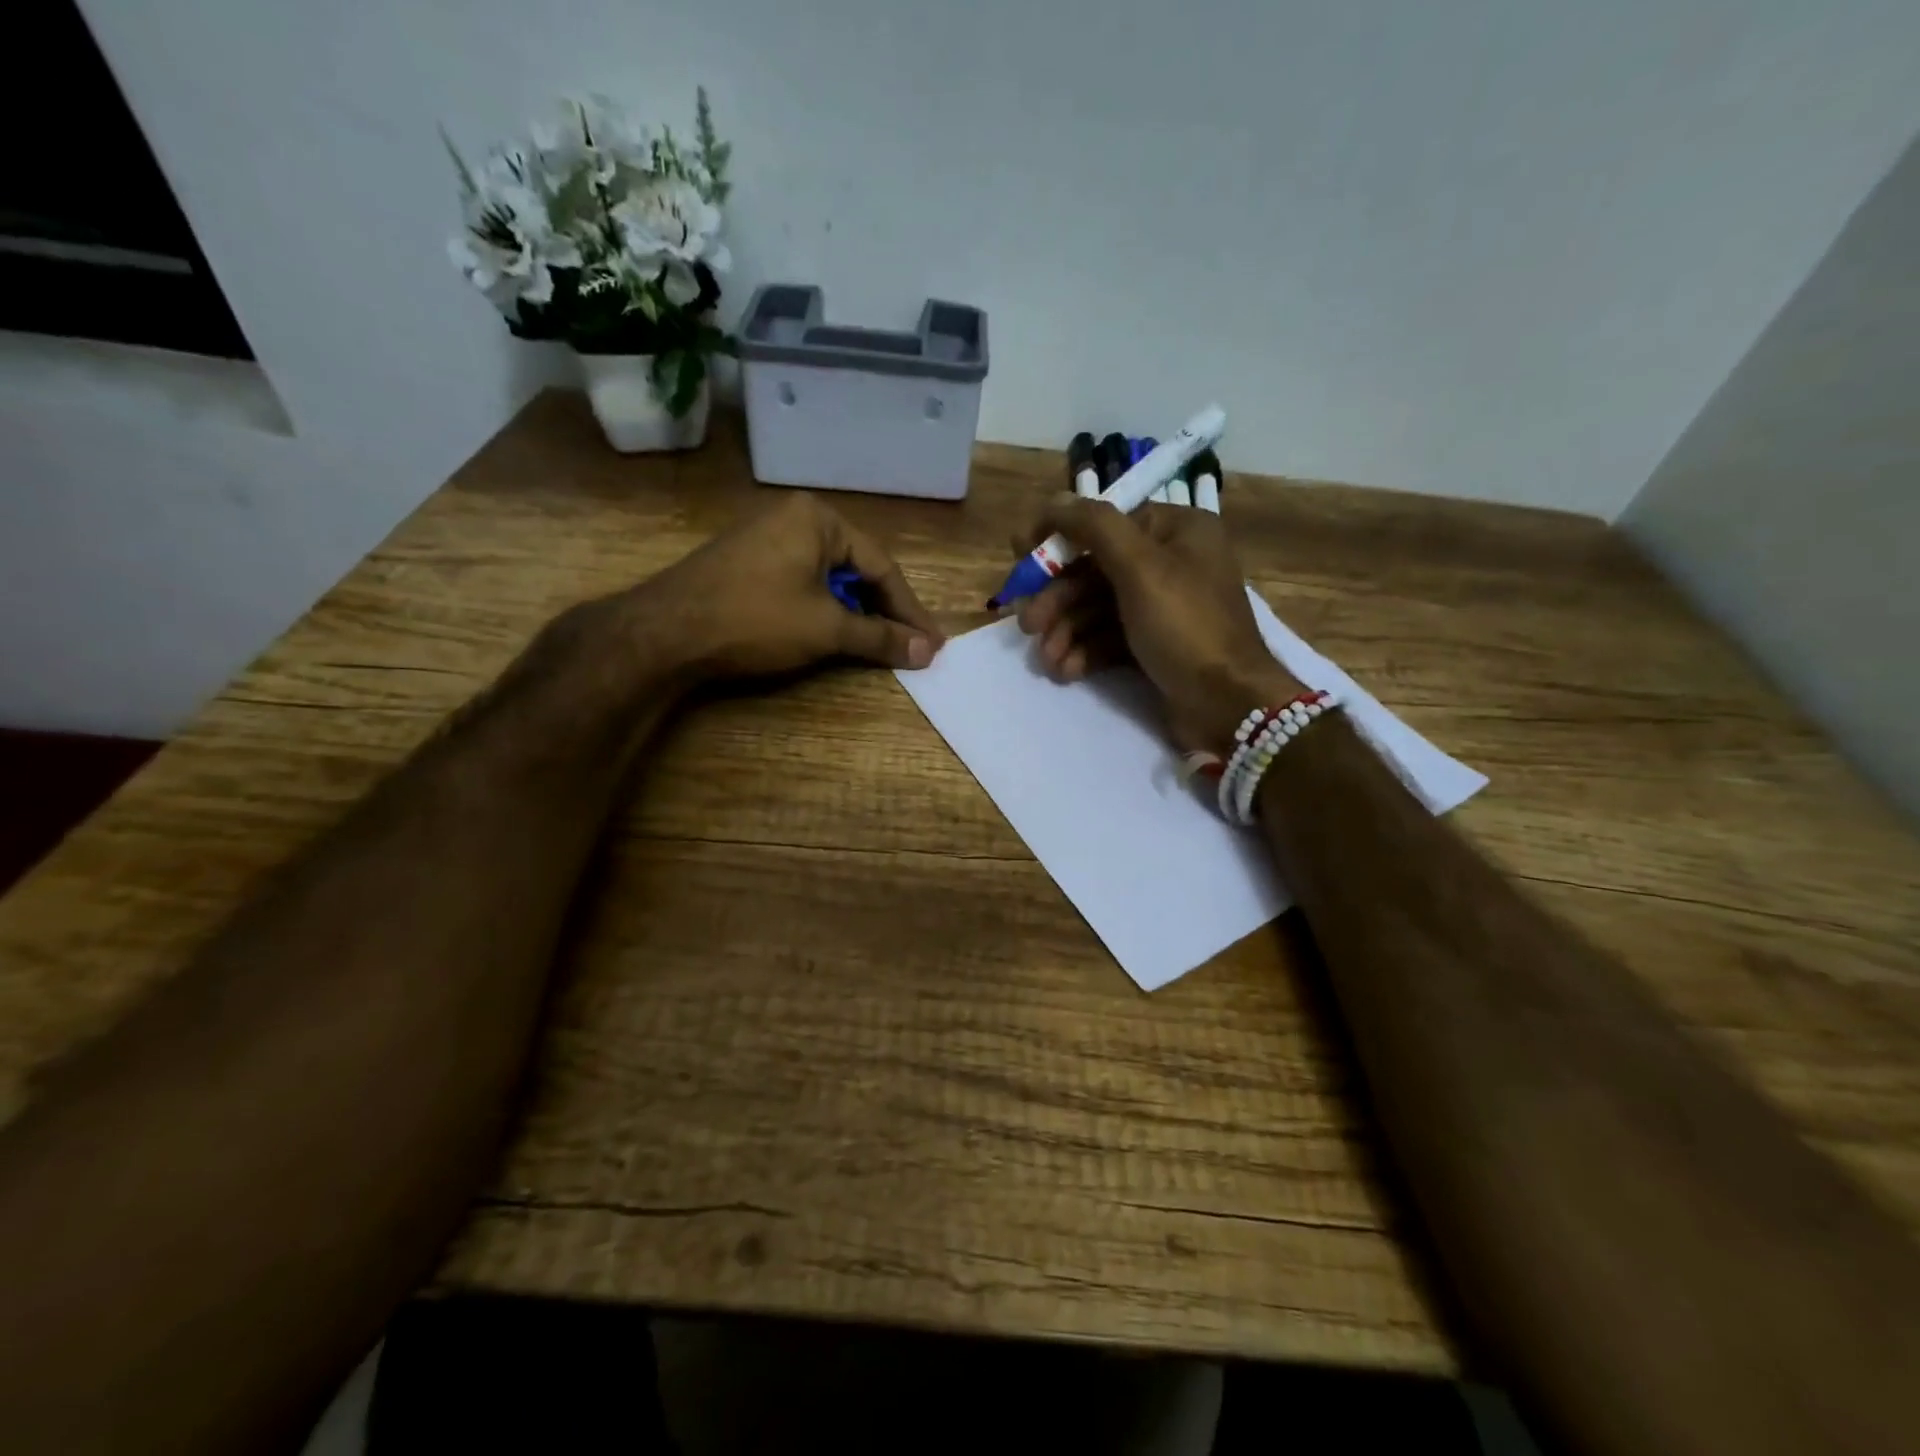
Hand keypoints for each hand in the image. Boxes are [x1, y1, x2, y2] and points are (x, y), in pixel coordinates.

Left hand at [629, 493, 944, 679]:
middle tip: (910, 647)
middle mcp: (794, 517)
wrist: (664, 633)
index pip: (881, 566)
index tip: (933, 644)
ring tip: (878, 645)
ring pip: (829, 578)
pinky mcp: (747, 563)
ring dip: (856, 613)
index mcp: (818, 518)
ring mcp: (766, 538)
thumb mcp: (826, 629)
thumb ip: (880, 637)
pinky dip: (824, 610)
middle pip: (856, 569)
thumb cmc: (755, 620)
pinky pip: (802, 583)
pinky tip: (833, 633)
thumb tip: (928, 652)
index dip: (909, 611)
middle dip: (884, 611)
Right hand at [1013, 499, 1301, 753]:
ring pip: (1098, 608)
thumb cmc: (1186, 626)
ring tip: (1046, 659)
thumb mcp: (1140, 568)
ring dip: (1066, 631)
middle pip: (1096, 570)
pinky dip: (1085, 651)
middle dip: (1058, 599)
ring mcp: (1163, 607)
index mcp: (1177, 531)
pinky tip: (1066, 670)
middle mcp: (1171, 563)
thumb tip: (1054, 501)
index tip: (1020, 555)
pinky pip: (1110, 638)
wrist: (1228, 704)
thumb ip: (1094, 527)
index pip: (1105, 523)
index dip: (1060, 538)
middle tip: (1027, 625)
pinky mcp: (1155, 645)